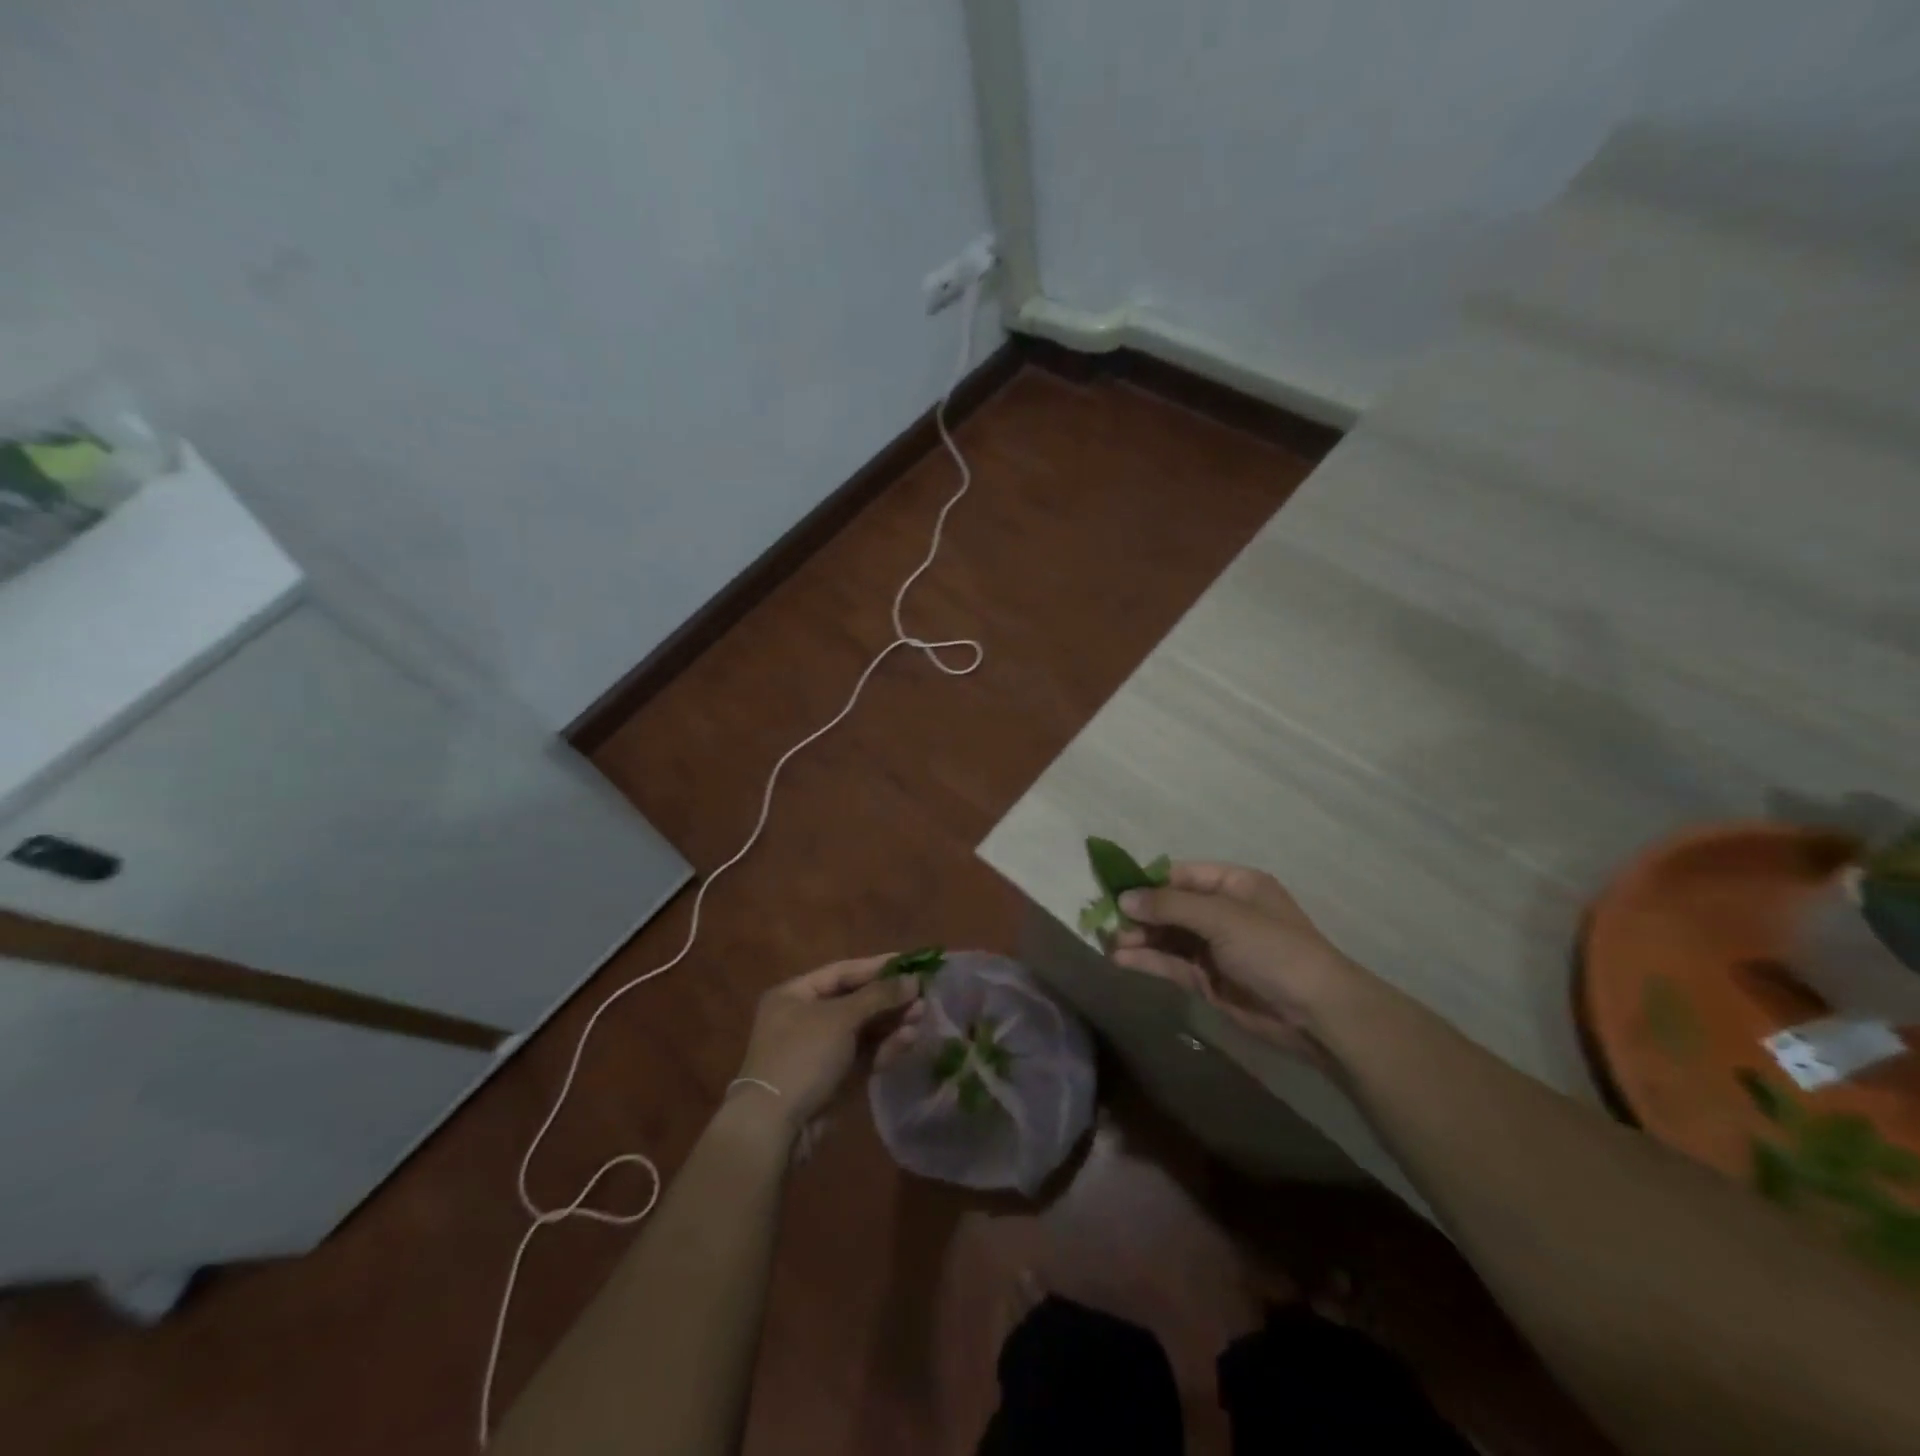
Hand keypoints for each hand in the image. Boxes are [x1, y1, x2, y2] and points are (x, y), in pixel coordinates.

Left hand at [735, 956, 919, 1126]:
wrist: (775, 1126)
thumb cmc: (803, 1056)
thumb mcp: (841, 1018)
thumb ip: (879, 996)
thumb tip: (914, 980)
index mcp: (795, 995)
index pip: (842, 972)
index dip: (877, 967)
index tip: (910, 963)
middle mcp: (806, 1018)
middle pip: (855, 1001)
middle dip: (889, 998)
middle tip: (922, 994)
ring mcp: (820, 1050)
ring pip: (863, 1030)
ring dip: (892, 1022)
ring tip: (922, 1015)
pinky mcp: (833, 1079)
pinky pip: (863, 1055)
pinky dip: (885, 1047)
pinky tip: (909, 1039)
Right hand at [1111, 862, 1366, 1058]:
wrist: (1316, 1014)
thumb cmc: (1274, 949)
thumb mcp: (1223, 917)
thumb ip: (1170, 906)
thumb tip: (1123, 898)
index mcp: (1233, 884)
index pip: (1180, 875)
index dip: (1147, 881)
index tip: (1112, 889)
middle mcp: (1221, 912)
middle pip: (1169, 906)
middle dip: (1138, 912)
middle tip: (1104, 920)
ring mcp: (1213, 947)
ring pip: (1166, 935)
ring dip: (1137, 937)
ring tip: (1107, 941)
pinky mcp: (1206, 979)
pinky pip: (1170, 962)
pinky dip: (1145, 960)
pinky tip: (1120, 959)